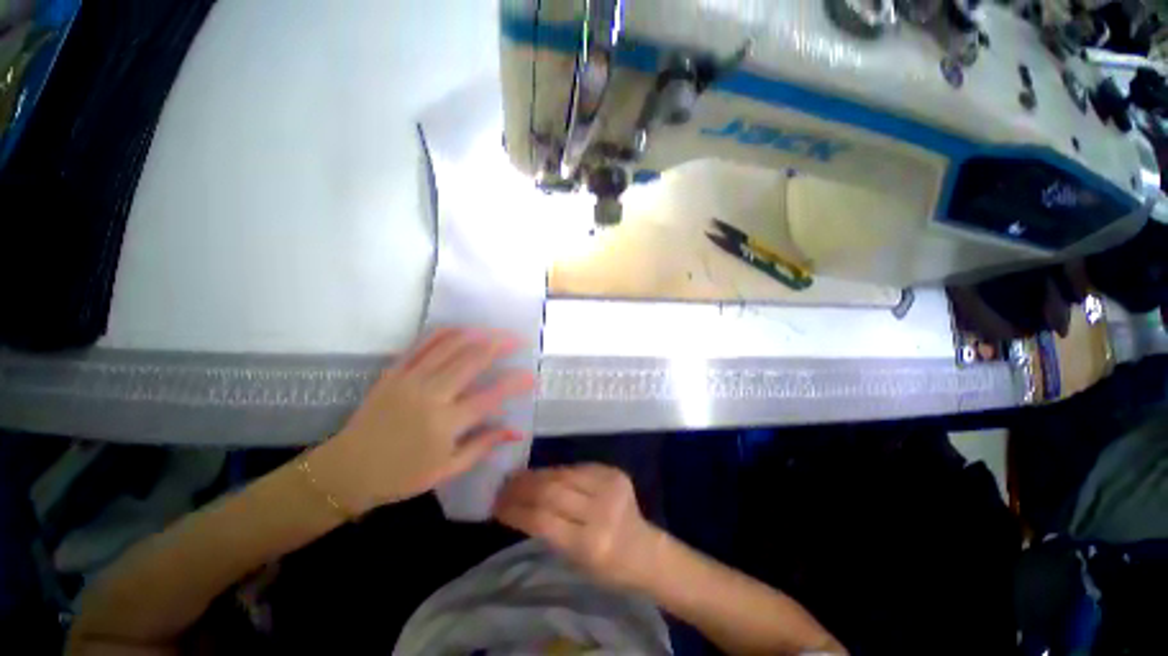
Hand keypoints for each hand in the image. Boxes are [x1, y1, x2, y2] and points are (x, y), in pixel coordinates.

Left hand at [307, 328, 535, 514]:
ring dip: (478, 334)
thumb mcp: (448, 469)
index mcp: (446, 423)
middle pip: (473, 360)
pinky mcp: (395, 371)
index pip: (491, 396)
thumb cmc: (401, 475)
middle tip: (519, 340)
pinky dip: (447, 332)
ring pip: (450, 345)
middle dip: (501, 345)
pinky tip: (463, 329)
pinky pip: (424, 344)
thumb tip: (517, 431)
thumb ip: (484, 445)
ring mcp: (411, 379)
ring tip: (496, 331)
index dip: (515, 383)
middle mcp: (431, 395)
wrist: (347, 470)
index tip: (532, 376)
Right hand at [494, 464, 664, 589]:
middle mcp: (601, 511)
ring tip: (518, 476)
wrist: (645, 550)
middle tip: (503, 486)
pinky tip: (544, 474)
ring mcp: (610, 486)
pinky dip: (557, 471)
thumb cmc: (608, 568)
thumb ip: (550, 530)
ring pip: (563, 474)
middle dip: (522, 488)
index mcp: (590, 544)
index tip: (497, 505)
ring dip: (537, 475)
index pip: (543, 521)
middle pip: (552, 492)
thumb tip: (519, 505)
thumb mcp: (575, 560)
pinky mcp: (614, 472)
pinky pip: (577, 468)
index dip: (516, 510)